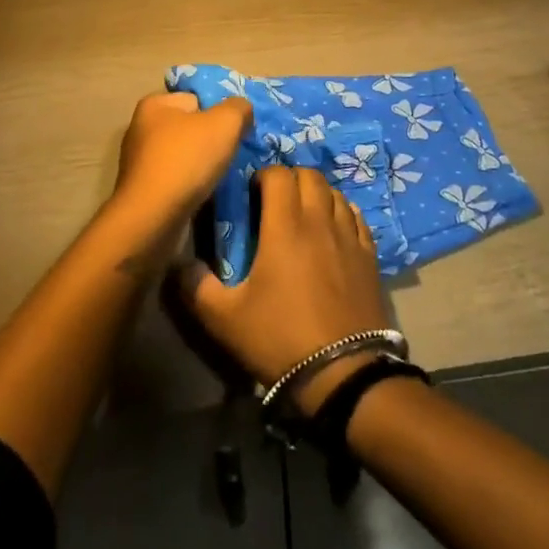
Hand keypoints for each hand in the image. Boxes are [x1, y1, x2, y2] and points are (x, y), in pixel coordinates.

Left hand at [109, 91, 251, 234]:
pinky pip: (176, 180)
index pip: (196, 98)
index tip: (235, 131)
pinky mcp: (143, 191)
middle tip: (232, 154)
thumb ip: (238, 108)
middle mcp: (141, 129)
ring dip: (203, 166)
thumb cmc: (187, 160)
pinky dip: (191, 186)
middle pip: (190, 128)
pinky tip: (205, 194)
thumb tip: (242, 109)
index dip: (219, 112)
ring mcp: (140, 162)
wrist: (153, 218)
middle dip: (212, 140)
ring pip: (184, 156)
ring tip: (222, 177)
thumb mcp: (225, 122)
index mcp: (154, 105)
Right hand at [176, 163, 396, 415]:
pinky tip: (334, 230)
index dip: (263, 176)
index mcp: (285, 226)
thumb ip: (196, 287)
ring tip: (304, 214)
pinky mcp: (370, 258)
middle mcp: (319, 221)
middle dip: (291, 179)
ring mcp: (349, 238)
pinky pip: (357, 219)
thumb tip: (178, 263)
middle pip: (310, 175)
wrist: (343, 374)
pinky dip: (343, 214)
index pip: (278, 175)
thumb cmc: (280, 339)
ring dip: (317, 194)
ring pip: (335, 194)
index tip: (252, 194)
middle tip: (276, 200)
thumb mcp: (225, 319)